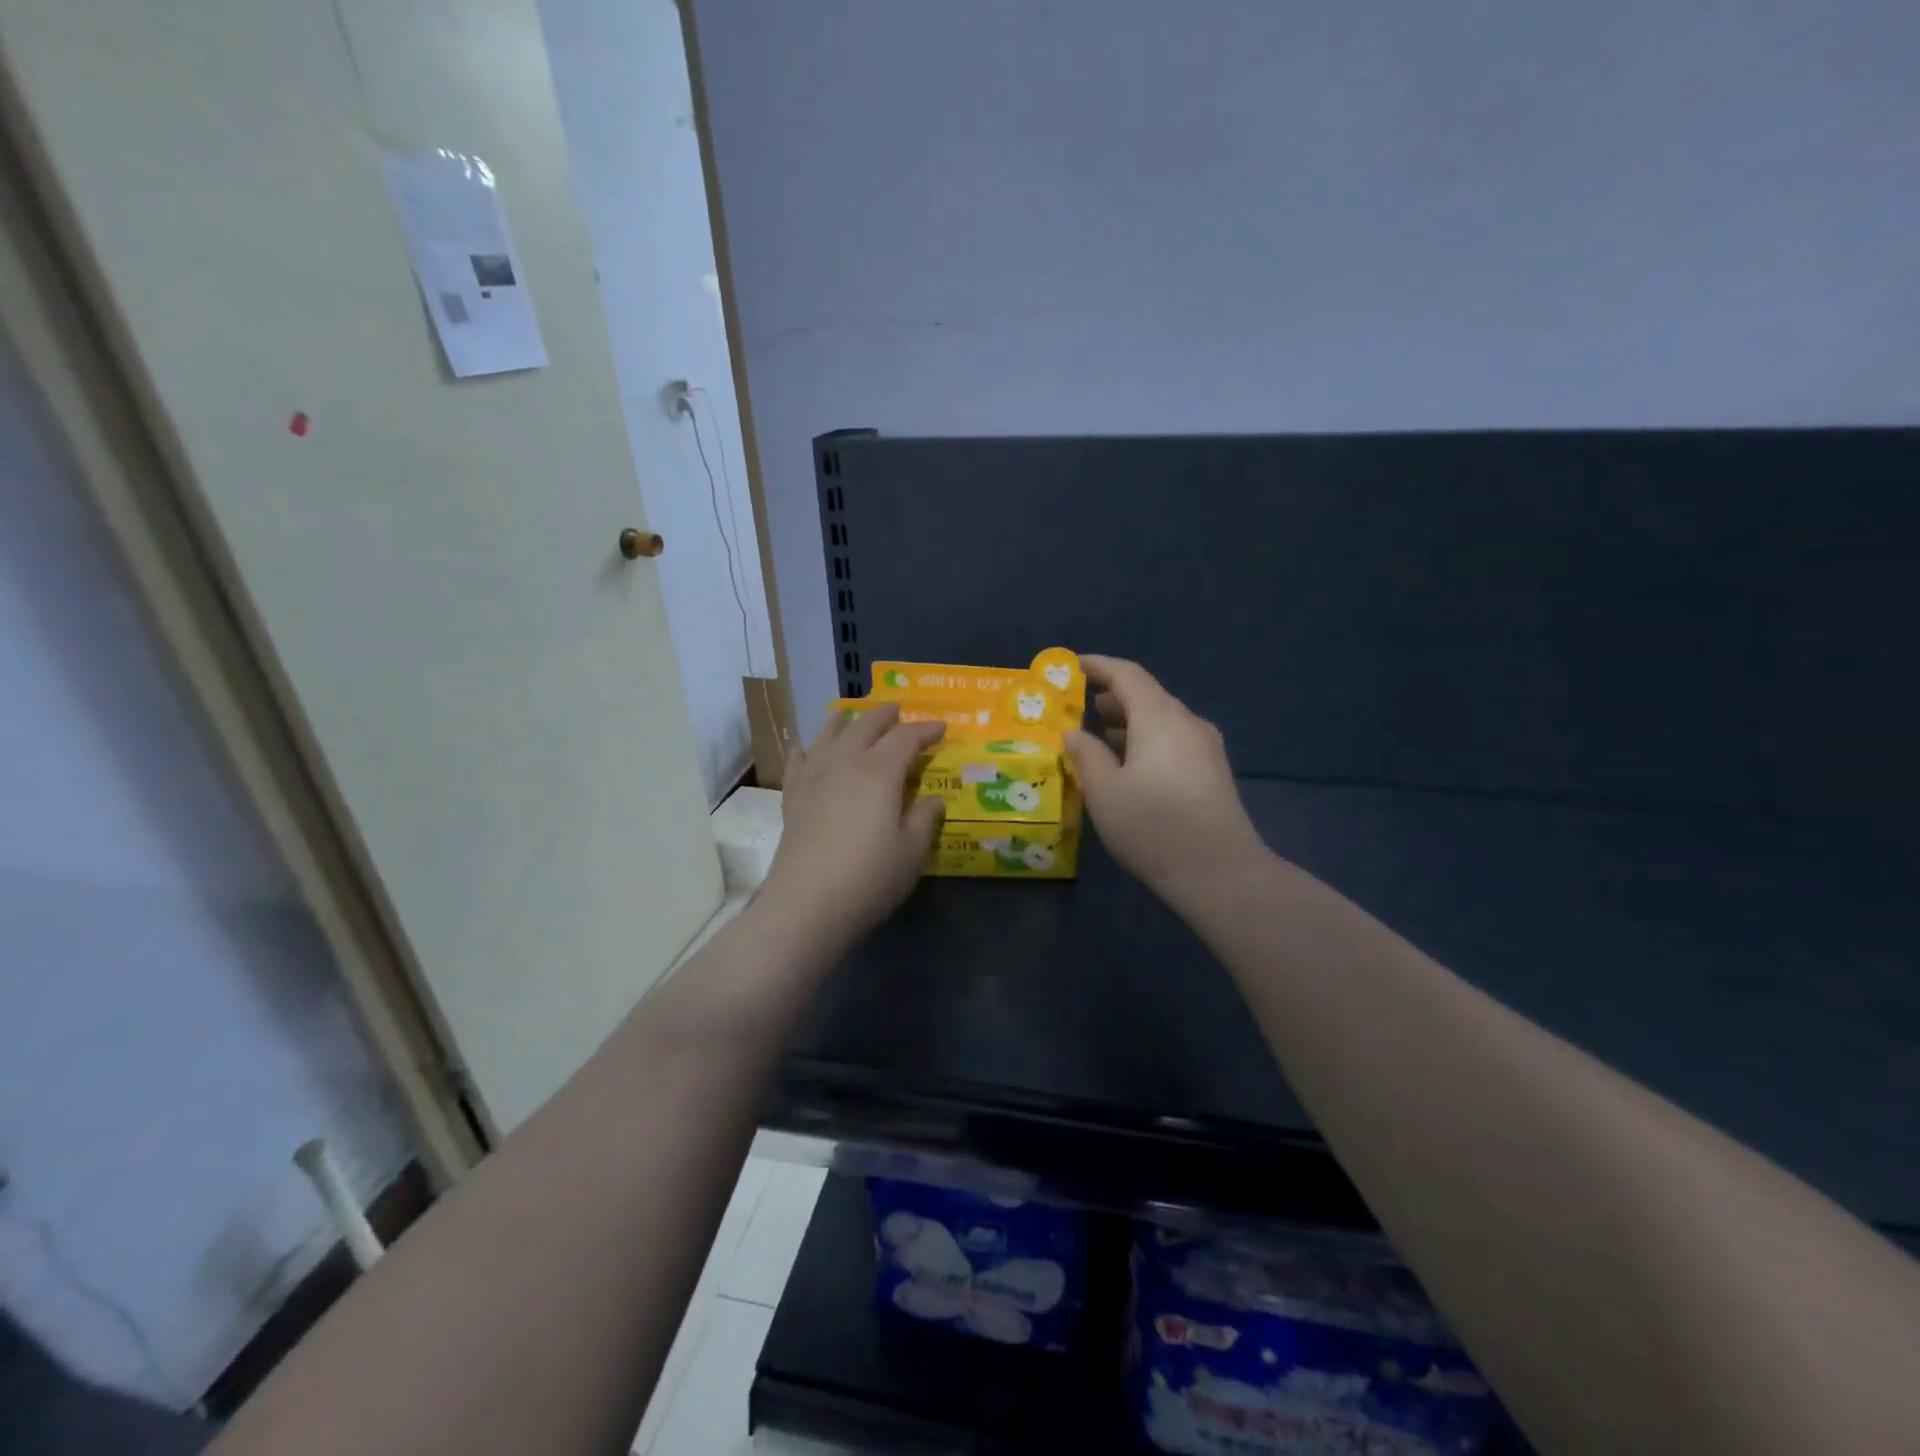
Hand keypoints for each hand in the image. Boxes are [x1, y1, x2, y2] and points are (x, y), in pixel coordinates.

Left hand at [758, 703, 946, 946]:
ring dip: (844, 720)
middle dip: (885, 715)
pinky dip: (806, 747)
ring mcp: (814, 775)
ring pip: (828, 733)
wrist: (807, 901)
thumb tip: (933, 800)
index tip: (941, 728)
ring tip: (849, 714)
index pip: (907, 737)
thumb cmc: (869, 876)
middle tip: (898, 711)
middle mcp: (846, 761)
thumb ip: (925, 819)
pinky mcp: (792, 794)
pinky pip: (798, 758)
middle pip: (866, 725)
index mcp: (881, 770)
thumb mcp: (912, 851)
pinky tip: (805, 747)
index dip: (926, 730)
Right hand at [1065, 656, 1266, 901]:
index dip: (1099, 666)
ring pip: (1162, 719)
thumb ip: (1086, 755)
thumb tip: (1075, 733)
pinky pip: (1174, 739)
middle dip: (1113, 695)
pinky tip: (1131, 763)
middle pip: (1148, 695)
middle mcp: (1186, 723)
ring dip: (1130, 719)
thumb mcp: (1104, 792)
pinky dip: (1147, 739)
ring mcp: (1206, 747)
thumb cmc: (1153, 826)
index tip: (1074, 665)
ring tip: (1101, 732)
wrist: (1221, 872)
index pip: (1127, 675)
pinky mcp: (1213, 771)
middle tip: (1082, 703)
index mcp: (1159, 718)